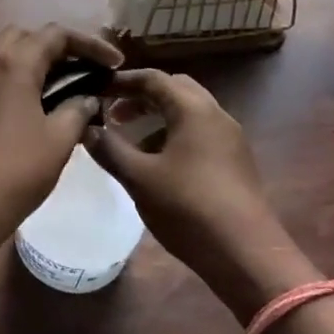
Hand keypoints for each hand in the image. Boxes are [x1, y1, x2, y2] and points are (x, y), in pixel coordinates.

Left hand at [0, 24, 122, 247]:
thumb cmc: (14, 169)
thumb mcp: (58, 140)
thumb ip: (77, 111)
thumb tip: (86, 99)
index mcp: (14, 63)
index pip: (56, 34)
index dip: (90, 44)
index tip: (115, 63)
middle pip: (27, 36)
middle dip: (58, 47)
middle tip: (85, 71)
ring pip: (6, 54)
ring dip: (35, 61)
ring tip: (63, 87)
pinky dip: (17, 79)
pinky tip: (35, 105)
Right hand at [87, 70, 310, 318]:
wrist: (247, 256)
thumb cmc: (189, 209)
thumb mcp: (139, 178)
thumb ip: (109, 148)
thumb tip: (85, 128)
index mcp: (193, 109)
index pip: (153, 78)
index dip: (121, 81)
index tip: (95, 91)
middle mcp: (216, 115)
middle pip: (174, 89)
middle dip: (141, 97)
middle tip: (113, 114)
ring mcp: (230, 139)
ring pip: (188, 112)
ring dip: (157, 118)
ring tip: (130, 142)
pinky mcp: (236, 162)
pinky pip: (200, 133)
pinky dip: (174, 135)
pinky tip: (158, 165)